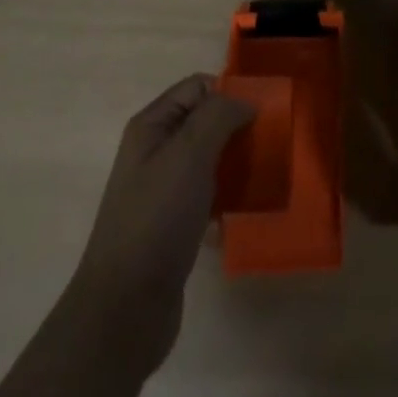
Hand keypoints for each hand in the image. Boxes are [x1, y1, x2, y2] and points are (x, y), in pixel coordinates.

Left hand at [66, 76, 253, 373]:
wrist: (124, 309)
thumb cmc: (157, 219)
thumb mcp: (189, 154)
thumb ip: (219, 115)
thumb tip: (245, 102)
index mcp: (152, 127)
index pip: (198, 86)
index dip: (230, 92)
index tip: (264, 113)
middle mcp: (155, 152)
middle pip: (206, 122)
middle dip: (239, 130)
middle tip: (273, 145)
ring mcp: (164, 191)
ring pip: (211, 161)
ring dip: (238, 166)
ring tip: (267, 178)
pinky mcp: (174, 226)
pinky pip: (209, 198)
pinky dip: (228, 200)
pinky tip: (246, 214)